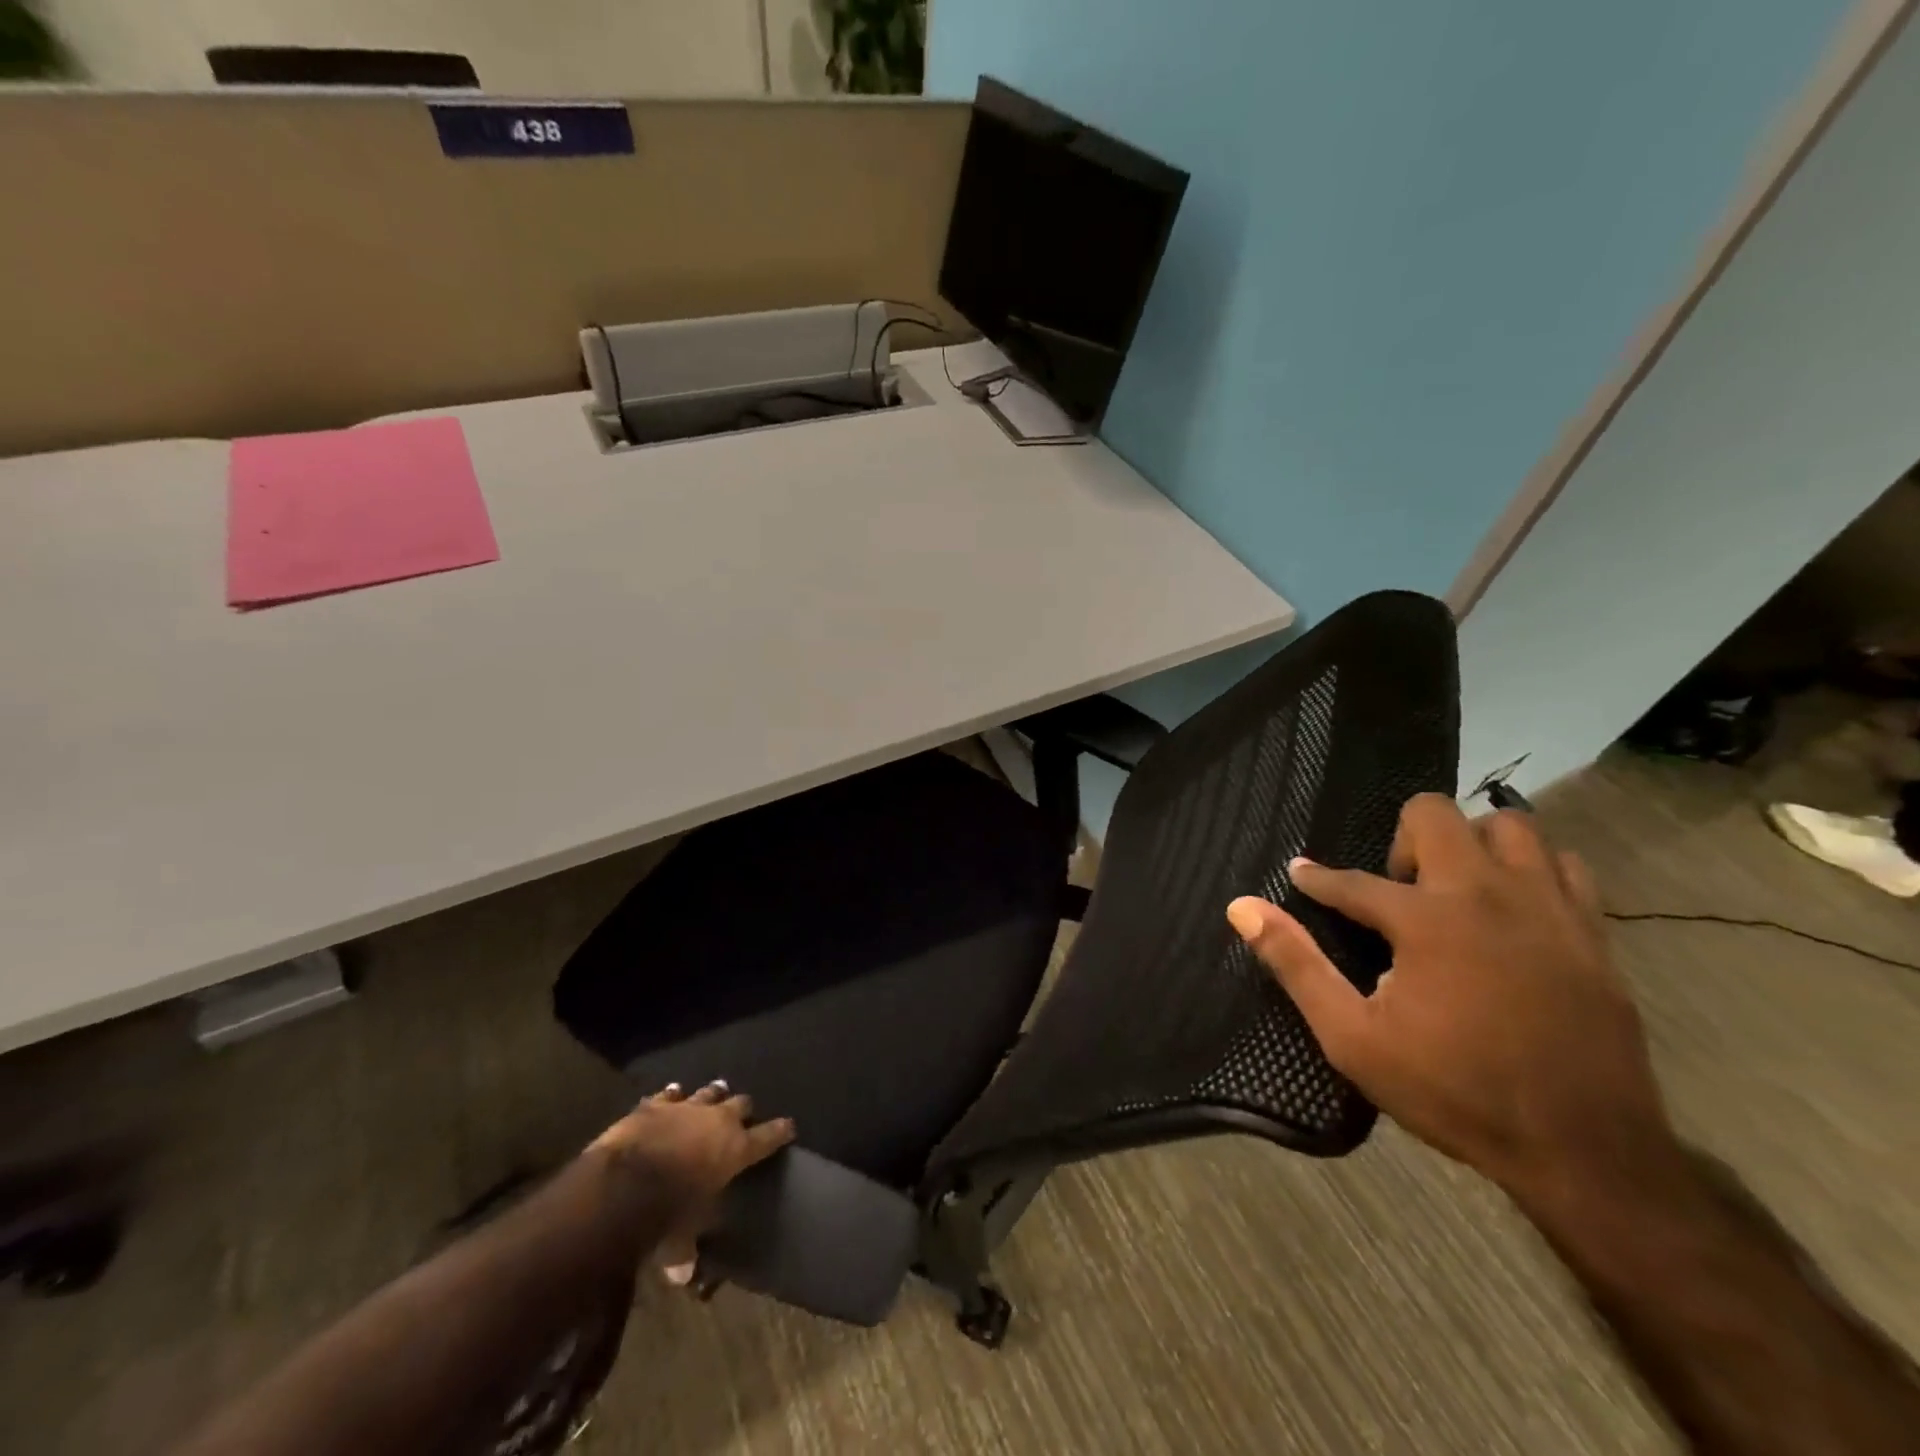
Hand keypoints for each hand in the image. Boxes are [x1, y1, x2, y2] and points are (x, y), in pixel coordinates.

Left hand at [589, 1081, 794, 1281]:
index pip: (769, 1136)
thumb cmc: (666, 1211)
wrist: (624, 1182)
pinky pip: (670, 1094)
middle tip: (743, 1115)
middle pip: (741, 1103)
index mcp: (735, 1149)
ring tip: (717, 1093)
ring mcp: (687, 1107)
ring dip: (713, 1095)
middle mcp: (718, 1120)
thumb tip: (683, 1277)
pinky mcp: (656, 1104)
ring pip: (710, 1092)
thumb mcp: (680, 1238)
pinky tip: (674, 1093)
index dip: (780, 1131)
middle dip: (743, 1110)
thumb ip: (685, 1252)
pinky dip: (673, 1096)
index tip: (789, 1126)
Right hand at [1225, 794, 1673, 1203]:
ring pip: (1508, 826)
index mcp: (1427, 920)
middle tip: (1396, 892)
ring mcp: (1548, 908)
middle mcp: (1487, 894)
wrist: (1587, 1153)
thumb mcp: (1354, 1038)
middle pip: (1436, 815)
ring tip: (1454, 891)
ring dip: (1471, 844)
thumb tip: (1242, 907)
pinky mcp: (1592, 932)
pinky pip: (1563, 864)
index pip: (1353, 881)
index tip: (1301, 875)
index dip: (1318, 879)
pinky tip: (1511, 909)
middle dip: (1401, 839)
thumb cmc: (1456, 1092)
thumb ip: (1296, 964)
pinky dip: (1529, 870)